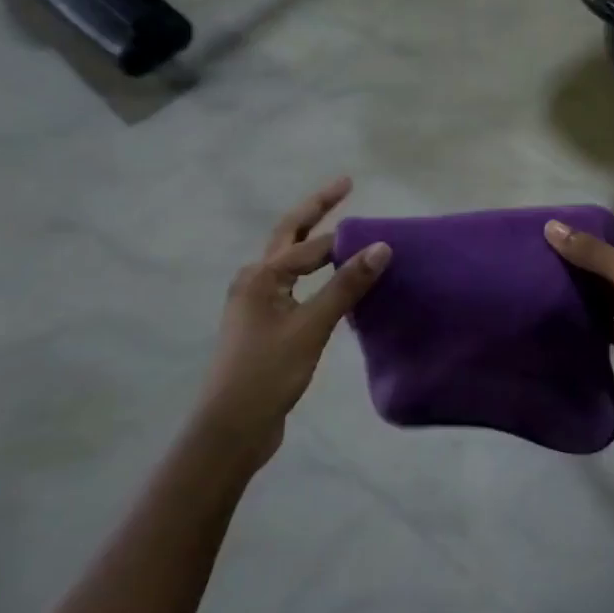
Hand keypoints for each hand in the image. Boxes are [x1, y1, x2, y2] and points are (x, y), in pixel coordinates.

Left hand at [197, 177, 389, 462]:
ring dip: (312, 240)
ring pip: (288, 261)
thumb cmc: (268, 372)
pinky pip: (292, 286)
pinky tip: (330, 281)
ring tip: (339, 225)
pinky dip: (312, 274)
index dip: (348, 238)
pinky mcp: (262, 326)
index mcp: (261, 275)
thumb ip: (346, 286)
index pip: (312, 245)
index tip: (382, 233)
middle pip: (289, 234)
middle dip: (317, 208)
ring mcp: (255, 304)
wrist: (231, 428)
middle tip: (345, 184)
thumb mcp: (311, 327)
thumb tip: (382, 247)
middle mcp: (254, 281)